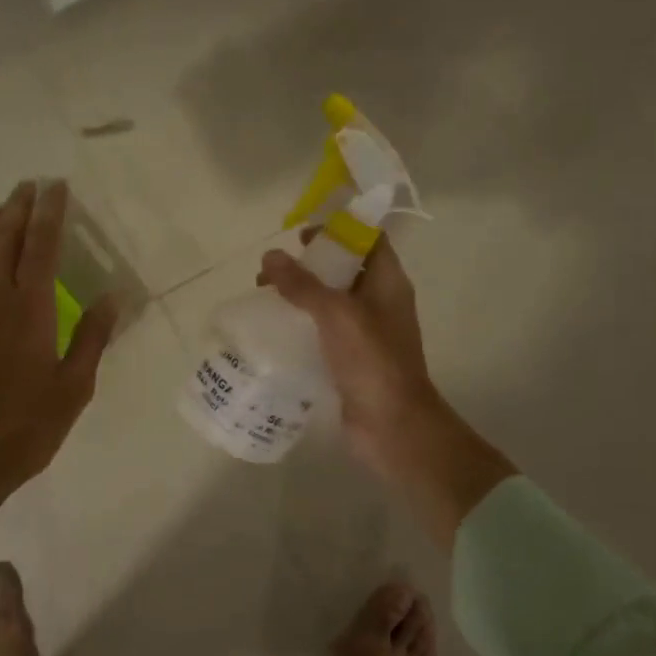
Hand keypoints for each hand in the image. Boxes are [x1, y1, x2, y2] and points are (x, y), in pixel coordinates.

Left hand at [0, 180, 118, 528]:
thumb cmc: (22, 430)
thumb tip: (112, 296)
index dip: (50, 214)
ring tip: (0, 207)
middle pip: (5, 243)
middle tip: (28, 185)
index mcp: (29, 310)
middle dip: (18, 210)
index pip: (41, 247)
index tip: (56, 187)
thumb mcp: (72, 390)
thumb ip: (91, 339)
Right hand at [259, 235, 514, 545]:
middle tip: (270, 270)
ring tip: (263, 297)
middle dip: (307, 264)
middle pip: (343, 269)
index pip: (368, 239)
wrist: (392, 426)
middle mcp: (379, 302)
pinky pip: (322, 331)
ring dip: (299, 295)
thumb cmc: (372, 360)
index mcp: (388, 282)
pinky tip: (272, 329)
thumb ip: (303, 284)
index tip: (301, 234)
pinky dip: (299, 325)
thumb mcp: (336, 313)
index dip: (338, 229)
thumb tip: (271, 256)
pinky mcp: (349, 359)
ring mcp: (365, 333)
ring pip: (329, 302)